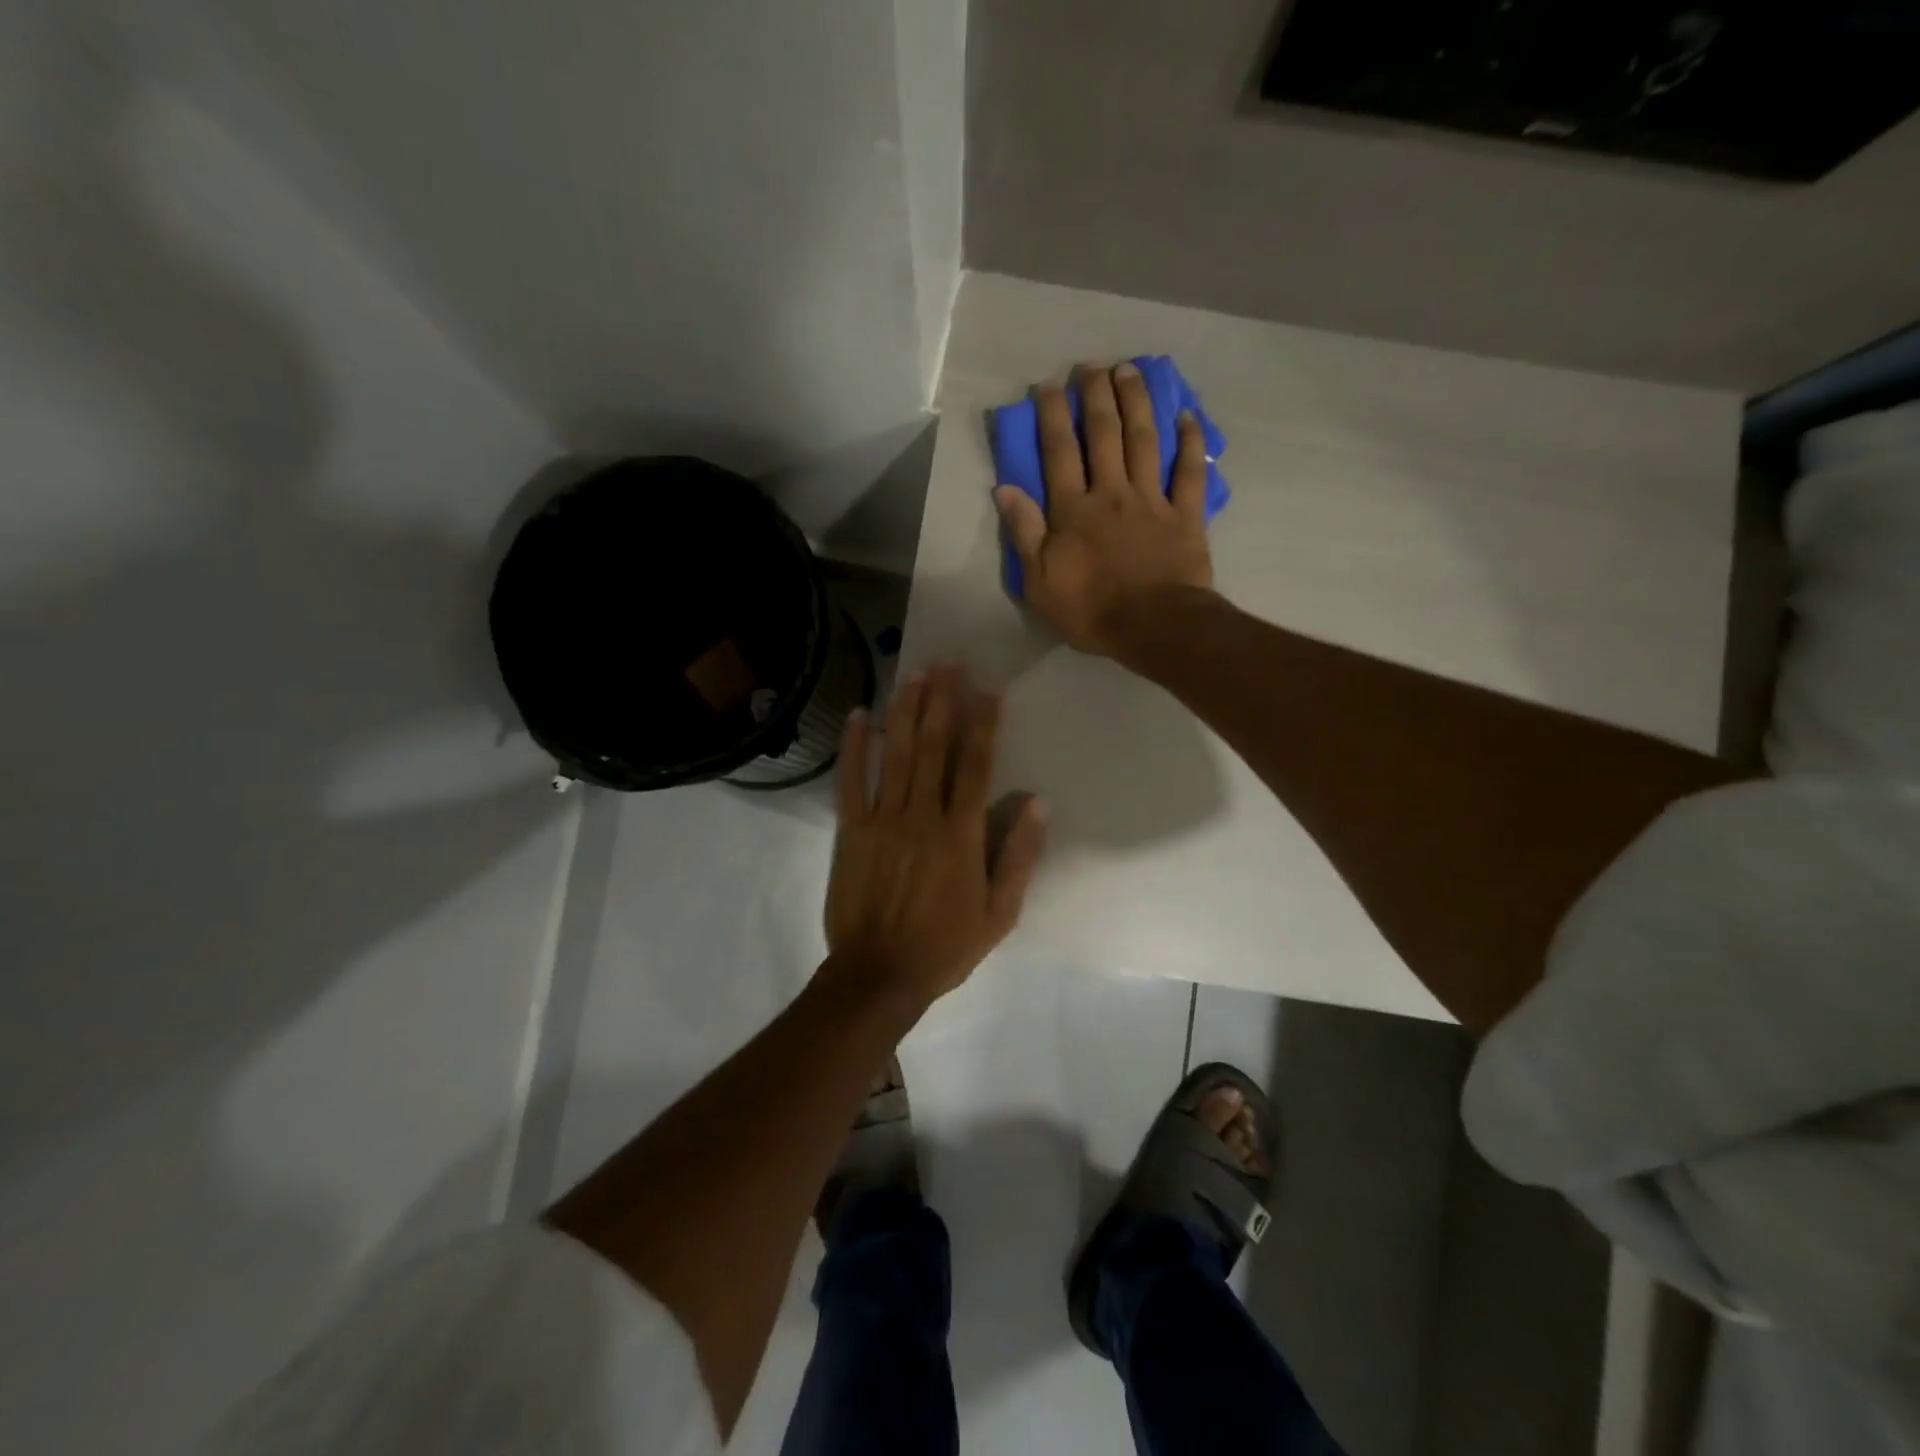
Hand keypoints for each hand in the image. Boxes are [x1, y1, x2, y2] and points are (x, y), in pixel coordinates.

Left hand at [823, 665, 1047, 1010]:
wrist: (879, 974)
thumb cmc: (944, 946)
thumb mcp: (999, 913)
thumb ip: (1018, 856)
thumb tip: (1038, 803)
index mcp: (960, 835)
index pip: (976, 767)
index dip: (983, 725)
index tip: (988, 691)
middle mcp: (922, 815)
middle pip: (934, 747)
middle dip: (943, 702)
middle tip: (948, 664)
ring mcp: (882, 819)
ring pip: (895, 754)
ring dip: (905, 711)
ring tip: (914, 674)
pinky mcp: (851, 830)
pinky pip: (851, 780)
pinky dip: (854, 746)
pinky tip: (858, 715)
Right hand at [994, 361, 1215, 657]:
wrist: (1155, 628)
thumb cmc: (1091, 611)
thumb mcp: (1040, 583)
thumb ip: (1025, 533)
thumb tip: (1005, 489)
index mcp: (1074, 510)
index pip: (1059, 451)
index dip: (1053, 414)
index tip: (1049, 385)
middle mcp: (1112, 492)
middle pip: (1104, 433)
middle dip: (1097, 394)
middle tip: (1092, 365)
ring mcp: (1152, 500)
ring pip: (1145, 440)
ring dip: (1137, 402)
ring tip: (1131, 370)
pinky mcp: (1185, 515)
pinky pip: (1189, 471)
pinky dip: (1190, 442)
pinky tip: (1187, 415)